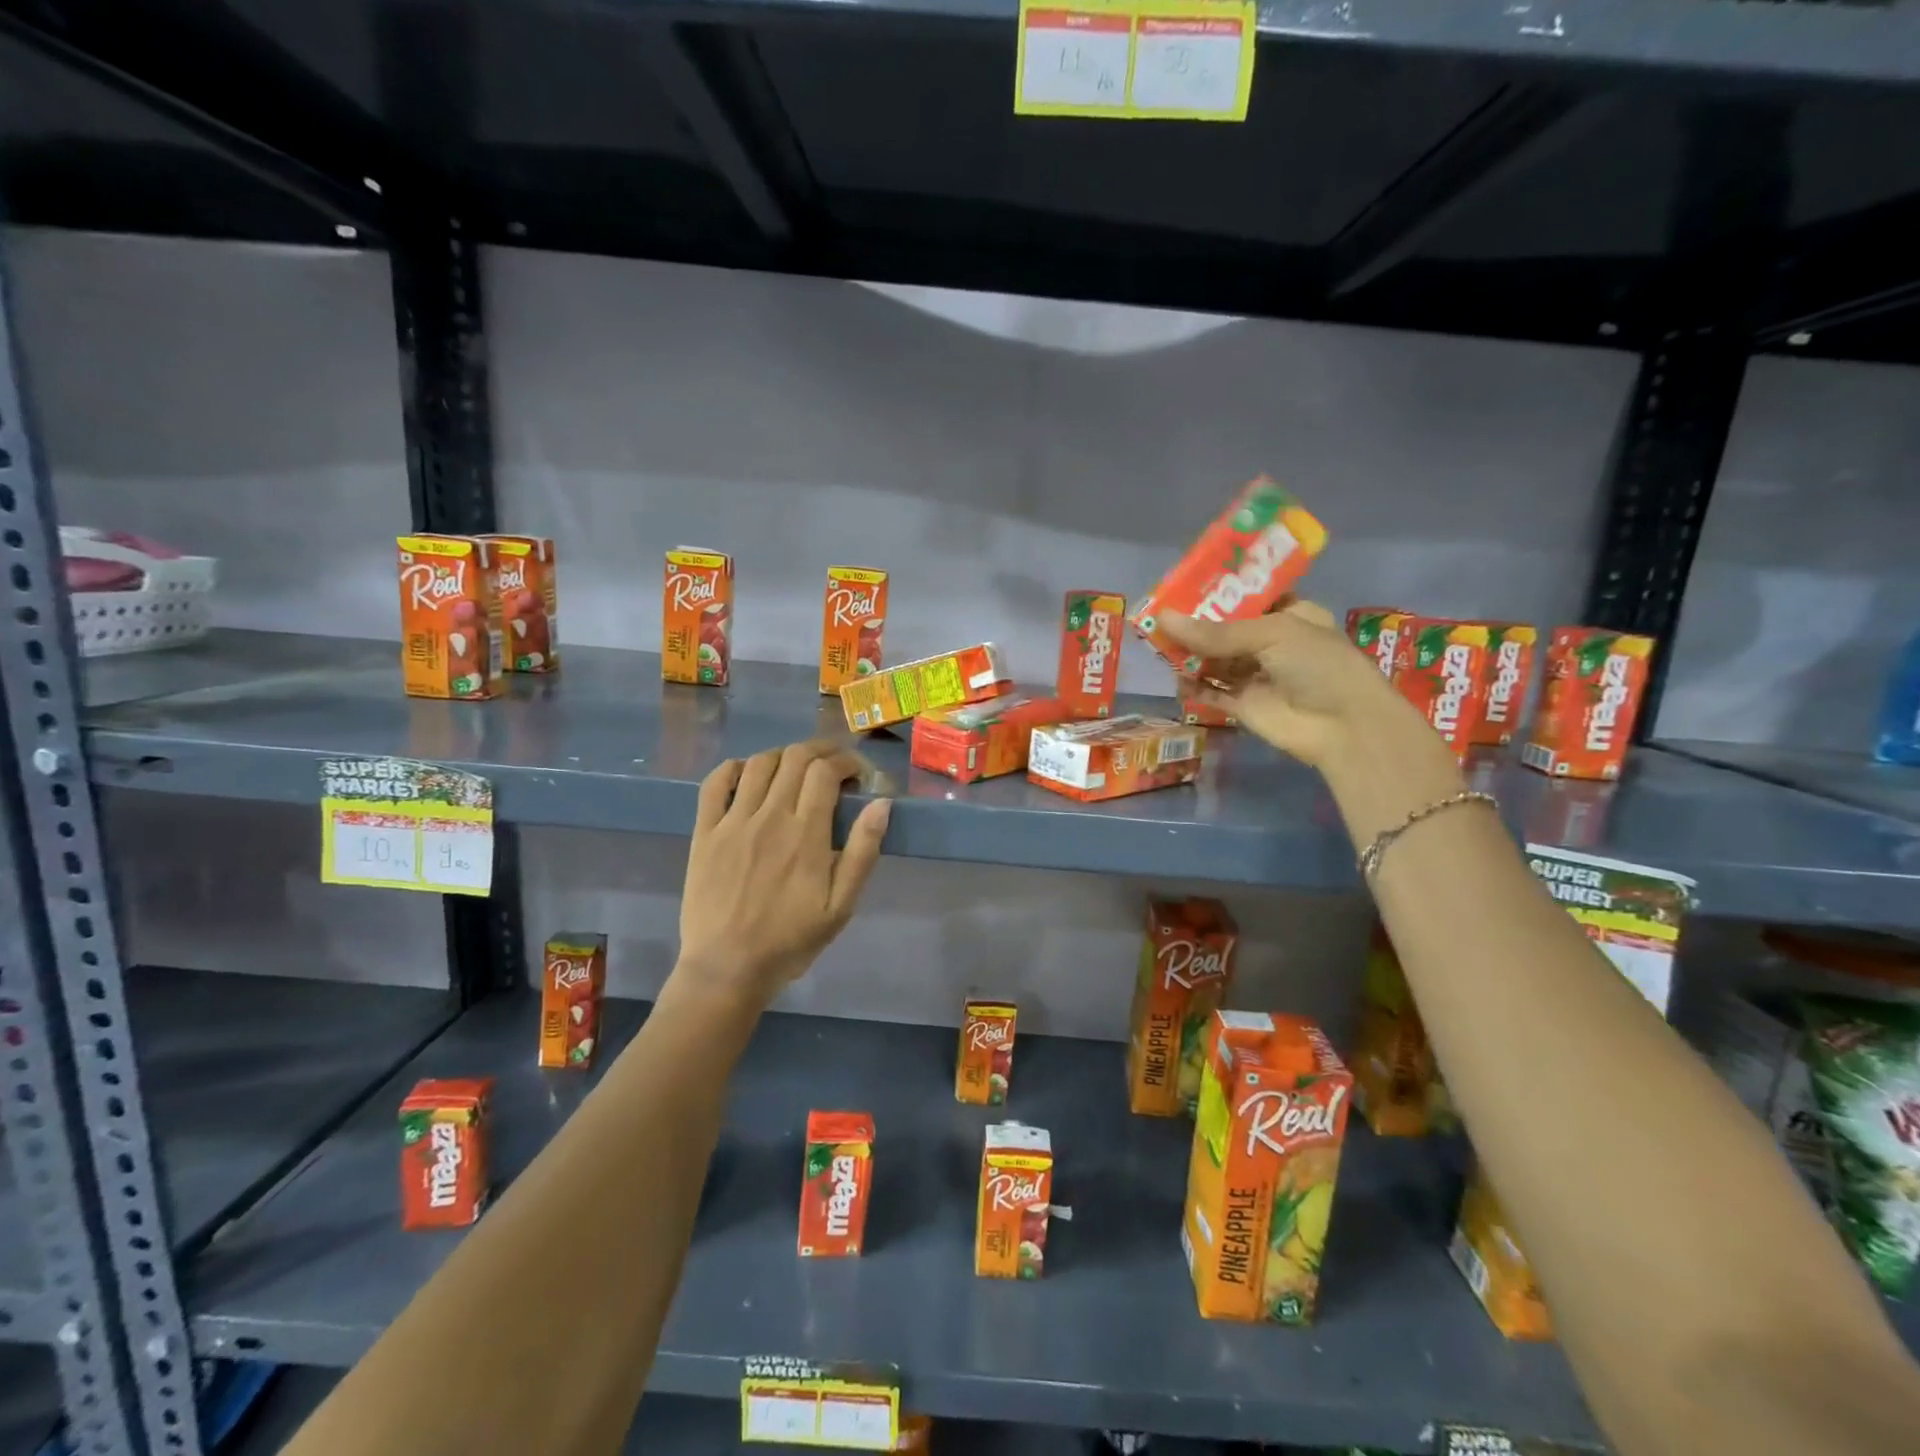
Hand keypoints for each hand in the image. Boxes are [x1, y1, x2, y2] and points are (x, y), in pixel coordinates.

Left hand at [675, 740, 890, 1009]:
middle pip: (795, 757)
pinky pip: (714, 783)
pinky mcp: (704, 832)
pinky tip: (747, 774)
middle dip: (821, 749)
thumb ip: (862, 852)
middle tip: (835, 762)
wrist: (726, 968)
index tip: (858, 773)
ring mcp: (732, 821)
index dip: (846, 761)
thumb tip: (881, 804)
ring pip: (758, 763)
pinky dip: (733, 768)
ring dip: (783, 755)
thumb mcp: (841, 906)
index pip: (826, 771)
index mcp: (805, 833)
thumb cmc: (790, 940)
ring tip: (796, 768)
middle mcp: (768, 816)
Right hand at [1162, 600, 1405, 768]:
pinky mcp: (1243, 705)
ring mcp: (1256, 675)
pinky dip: (1192, 687)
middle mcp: (1271, 643)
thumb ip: (1215, 632)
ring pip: (1214, 661)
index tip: (1182, 586)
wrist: (1344, 726)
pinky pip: (1211, 692)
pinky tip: (1174, 679)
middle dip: (1194, 624)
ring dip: (1190, 655)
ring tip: (1158, 646)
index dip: (1217, 592)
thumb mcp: (1270, 634)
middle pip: (1224, 630)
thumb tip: (1162, 619)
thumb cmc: (1318, 664)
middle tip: (1158, 616)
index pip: (1247, 597)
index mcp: (1289, 614)